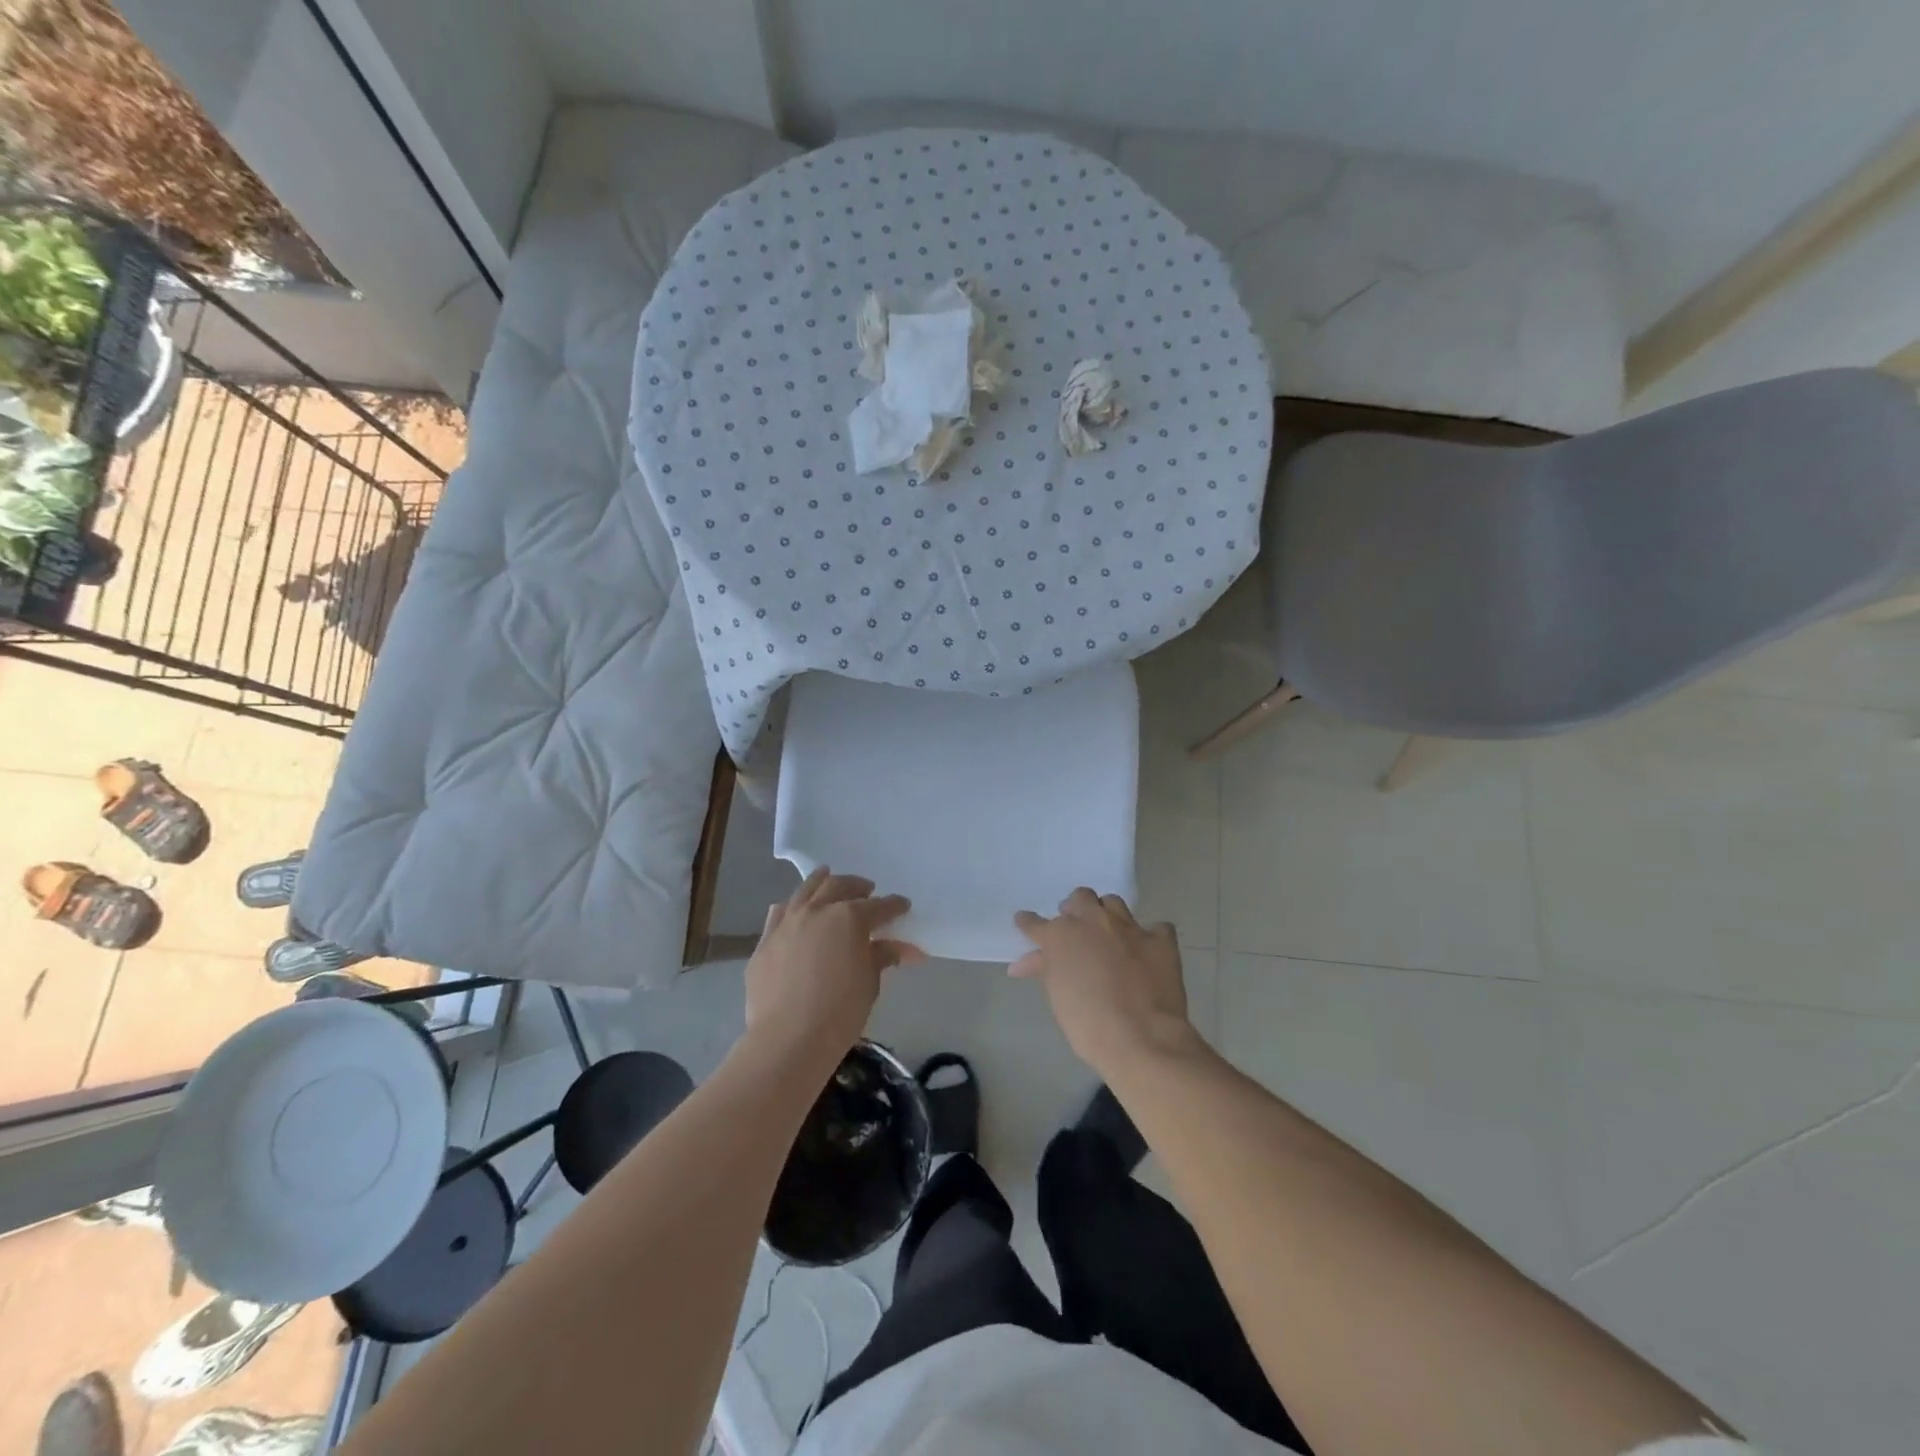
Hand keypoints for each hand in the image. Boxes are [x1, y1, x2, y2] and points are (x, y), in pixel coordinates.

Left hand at [744, 868, 920, 1067]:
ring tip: (828, 877)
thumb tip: (901, 949)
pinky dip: (792, 906)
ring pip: (805, 891)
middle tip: (868, 890)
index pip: (879, 907)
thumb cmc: (840, 1012)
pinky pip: (779, 914)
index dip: (893, 906)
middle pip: (839, 887)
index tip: (903, 906)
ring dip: (821, 882)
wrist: (788, 1039)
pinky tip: (795, 908)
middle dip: (856, 886)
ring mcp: (787, 924)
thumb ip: (882, 958)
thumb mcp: (870, 984)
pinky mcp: (765, 942)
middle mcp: (817, 911)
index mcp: (849, 918)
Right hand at [1013, 888, 1198, 1075]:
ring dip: (1107, 913)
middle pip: (1080, 898)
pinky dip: (1150, 936)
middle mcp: (1094, 921)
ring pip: (1113, 903)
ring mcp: (1129, 927)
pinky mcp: (1160, 940)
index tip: (1026, 923)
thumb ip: (1044, 970)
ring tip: (1108, 931)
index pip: (1036, 923)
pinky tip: (1148, 950)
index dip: (1029, 924)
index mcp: (1061, 935)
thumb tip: (1023, 964)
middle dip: (1075, 908)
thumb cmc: (1088, 1024)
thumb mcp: (1057, 997)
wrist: (1141, 1037)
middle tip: (1075, 926)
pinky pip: (1156, 927)